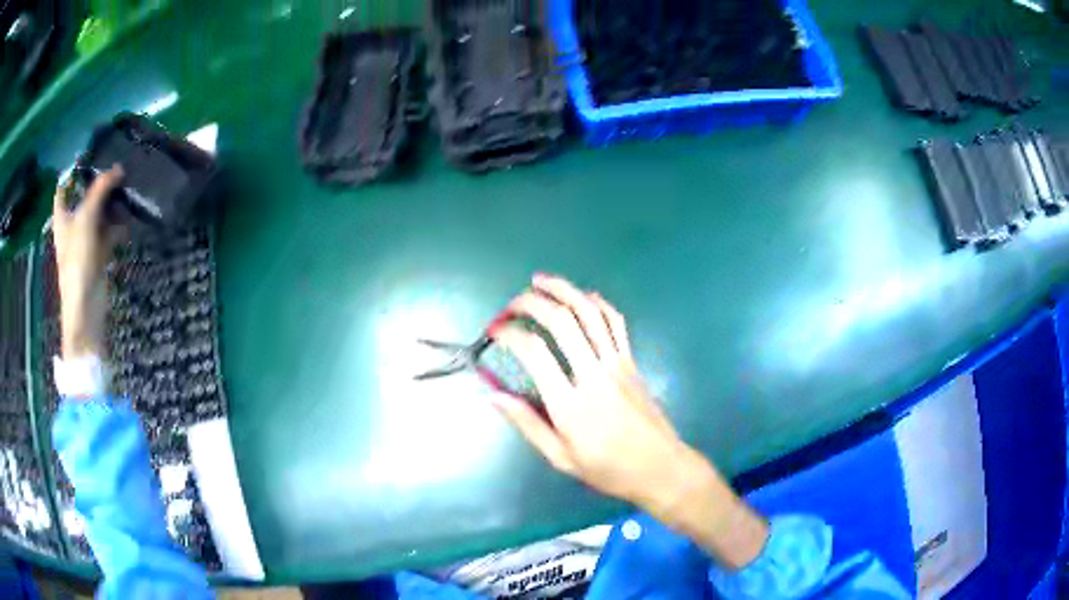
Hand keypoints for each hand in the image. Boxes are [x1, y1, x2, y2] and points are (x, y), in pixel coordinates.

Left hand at [52, 166, 124, 359]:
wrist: (86, 305)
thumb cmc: (77, 260)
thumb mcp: (87, 217)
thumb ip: (101, 189)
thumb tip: (118, 168)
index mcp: (62, 216)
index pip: (63, 187)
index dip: (74, 171)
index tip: (90, 156)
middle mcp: (72, 224)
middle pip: (85, 197)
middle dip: (99, 183)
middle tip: (116, 168)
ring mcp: (85, 239)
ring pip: (99, 213)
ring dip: (111, 202)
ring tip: (127, 187)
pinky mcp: (98, 252)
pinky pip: (109, 231)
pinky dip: (118, 224)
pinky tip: (129, 216)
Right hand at [492, 274, 767, 568]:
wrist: (660, 467)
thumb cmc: (608, 469)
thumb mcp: (561, 458)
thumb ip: (527, 424)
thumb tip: (493, 395)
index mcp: (570, 405)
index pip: (534, 353)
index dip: (509, 333)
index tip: (494, 330)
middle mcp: (594, 375)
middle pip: (562, 322)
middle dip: (532, 303)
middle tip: (512, 303)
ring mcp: (617, 364)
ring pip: (590, 313)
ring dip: (564, 290)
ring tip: (541, 280)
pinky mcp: (632, 362)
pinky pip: (616, 324)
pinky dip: (598, 304)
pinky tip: (584, 296)